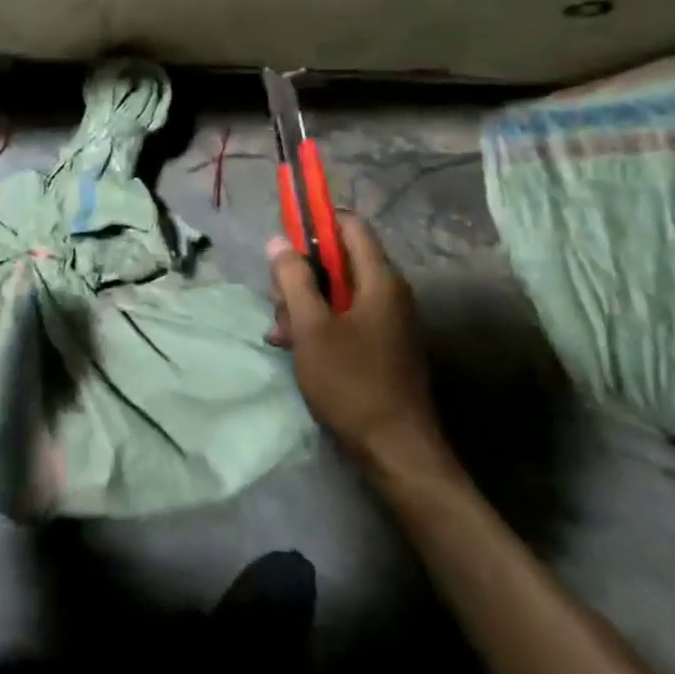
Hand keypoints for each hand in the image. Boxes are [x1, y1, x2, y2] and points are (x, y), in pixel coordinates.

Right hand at [268, 214, 449, 469]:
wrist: (397, 452)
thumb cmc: (352, 383)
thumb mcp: (311, 328)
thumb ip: (293, 279)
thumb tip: (278, 240)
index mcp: (380, 279)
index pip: (350, 225)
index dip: (316, 222)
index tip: (285, 238)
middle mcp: (389, 292)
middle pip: (339, 259)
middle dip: (302, 274)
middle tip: (277, 301)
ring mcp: (388, 320)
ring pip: (338, 291)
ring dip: (305, 304)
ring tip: (281, 334)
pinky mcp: (383, 344)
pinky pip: (346, 317)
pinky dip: (320, 324)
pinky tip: (295, 348)